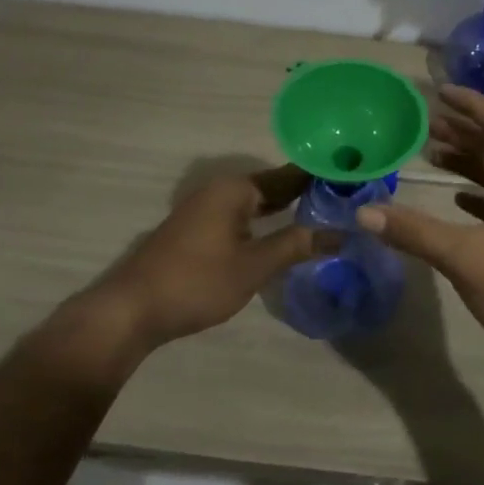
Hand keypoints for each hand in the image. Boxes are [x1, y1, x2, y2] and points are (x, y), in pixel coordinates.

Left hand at [65, 164, 327, 356]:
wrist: (131, 309)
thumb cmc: (197, 281)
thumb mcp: (254, 266)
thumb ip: (296, 245)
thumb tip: (340, 234)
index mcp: (235, 188)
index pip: (288, 175)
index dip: (319, 178)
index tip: (352, 180)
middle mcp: (219, 189)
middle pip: (272, 186)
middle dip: (304, 193)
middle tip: (344, 202)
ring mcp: (204, 208)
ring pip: (255, 202)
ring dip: (284, 208)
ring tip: (321, 216)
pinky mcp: (196, 229)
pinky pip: (240, 215)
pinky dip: (263, 221)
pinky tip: (280, 234)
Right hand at [356, 85, 483, 377]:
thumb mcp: (463, 257)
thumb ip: (414, 231)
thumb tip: (364, 211)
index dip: (471, 104)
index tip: (439, 92)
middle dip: (464, 129)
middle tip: (425, 122)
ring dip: (468, 159)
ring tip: (430, 152)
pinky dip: (475, 190)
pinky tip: (455, 196)